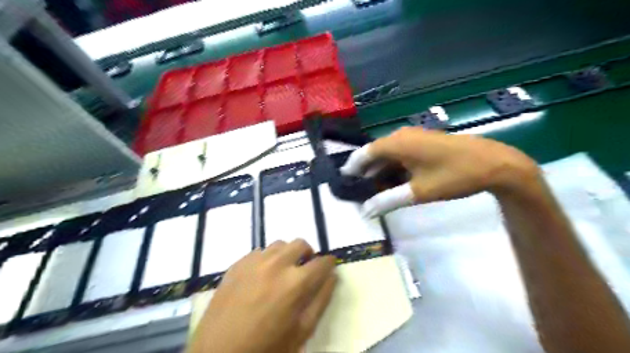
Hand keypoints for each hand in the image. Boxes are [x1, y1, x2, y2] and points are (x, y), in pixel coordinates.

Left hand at [189, 239, 336, 352]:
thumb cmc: (266, 346)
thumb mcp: (302, 330)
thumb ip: (321, 300)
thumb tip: (332, 276)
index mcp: (295, 282)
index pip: (322, 262)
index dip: (329, 263)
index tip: (329, 266)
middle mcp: (276, 264)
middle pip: (301, 244)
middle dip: (308, 254)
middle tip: (305, 269)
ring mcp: (254, 261)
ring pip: (279, 244)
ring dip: (287, 254)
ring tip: (283, 271)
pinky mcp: (237, 263)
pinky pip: (260, 251)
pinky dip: (267, 258)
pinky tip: (262, 275)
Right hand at [340, 126, 541, 216]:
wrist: (494, 163)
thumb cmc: (454, 176)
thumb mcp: (418, 192)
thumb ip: (388, 200)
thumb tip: (365, 212)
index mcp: (396, 143)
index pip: (364, 153)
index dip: (352, 167)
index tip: (343, 181)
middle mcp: (401, 135)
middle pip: (375, 153)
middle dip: (367, 172)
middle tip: (361, 191)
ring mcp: (414, 137)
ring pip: (389, 154)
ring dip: (381, 171)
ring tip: (377, 191)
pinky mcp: (424, 142)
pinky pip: (401, 153)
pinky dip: (395, 167)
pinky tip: (396, 182)